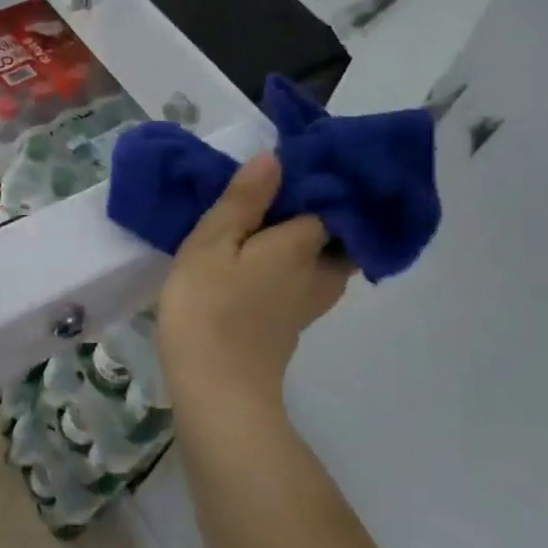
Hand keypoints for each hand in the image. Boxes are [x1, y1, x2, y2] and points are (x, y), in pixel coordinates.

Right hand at [158, 153, 354, 405]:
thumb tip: (276, 158)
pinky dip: (298, 262)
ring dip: (311, 238)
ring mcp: (310, 303)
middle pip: (340, 233)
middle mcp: (319, 272)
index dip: (319, 179)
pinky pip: (309, 279)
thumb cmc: (208, 307)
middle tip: (289, 190)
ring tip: (276, 218)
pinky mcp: (294, 323)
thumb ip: (243, 201)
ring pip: (327, 259)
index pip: (330, 201)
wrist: (216, 389)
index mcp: (302, 244)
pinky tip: (267, 257)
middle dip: (325, 210)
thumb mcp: (211, 244)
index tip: (300, 161)